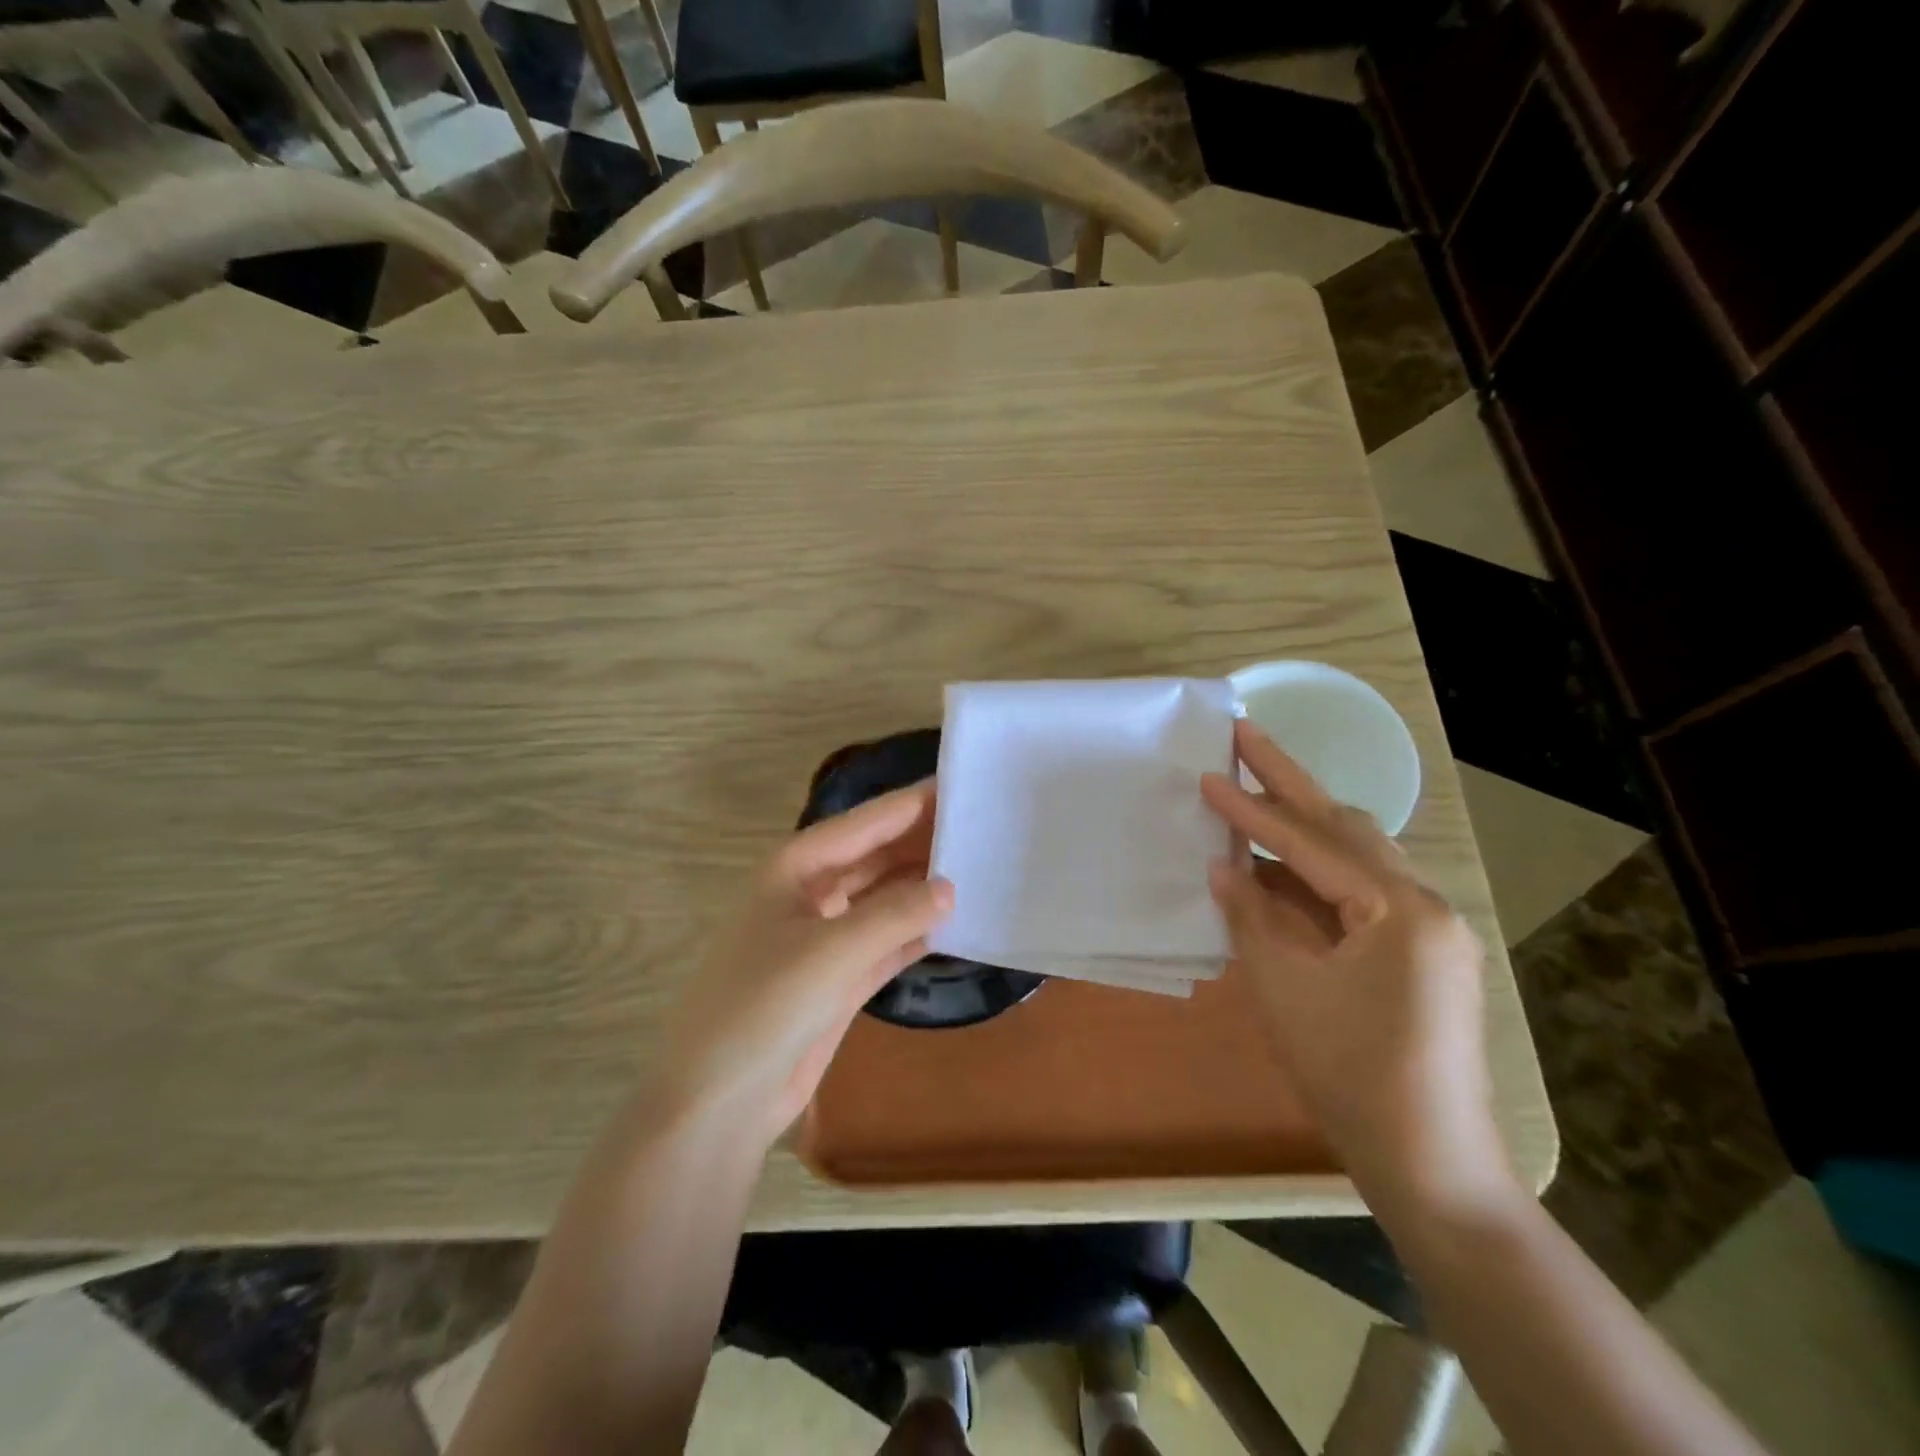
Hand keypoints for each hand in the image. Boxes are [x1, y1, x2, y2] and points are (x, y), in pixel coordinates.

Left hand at [654, 784, 953, 1145]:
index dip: (914, 802)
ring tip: (983, 867)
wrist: (720, 1100)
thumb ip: (895, 914)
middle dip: (925, 841)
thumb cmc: (763, 1006)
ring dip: (926, 886)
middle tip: (985, 827)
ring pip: (886, 897)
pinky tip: (958, 921)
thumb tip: (950, 887)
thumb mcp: (832, 951)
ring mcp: (827, 936)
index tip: (964, 784)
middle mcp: (813, 892)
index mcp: (797, 867)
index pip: (867, 822)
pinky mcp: (841, 978)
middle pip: (878, 855)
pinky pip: (889, 940)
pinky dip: (919, 931)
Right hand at [1201, 721, 1514, 1216]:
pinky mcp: (1423, 953)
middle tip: (1245, 736)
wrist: (1430, 1164)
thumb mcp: (1284, 986)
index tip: (1208, 771)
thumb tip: (1222, 865)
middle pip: (1346, 826)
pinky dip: (1317, 873)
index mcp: (1399, 908)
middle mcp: (1426, 903)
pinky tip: (1279, 867)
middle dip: (1289, 781)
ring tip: (1254, 792)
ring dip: (1303, 825)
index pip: (1311, 842)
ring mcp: (1431, 928)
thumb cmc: (1349, 1073)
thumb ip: (1250, 915)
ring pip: (1357, 855)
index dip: (1253, 808)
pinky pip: (1362, 892)